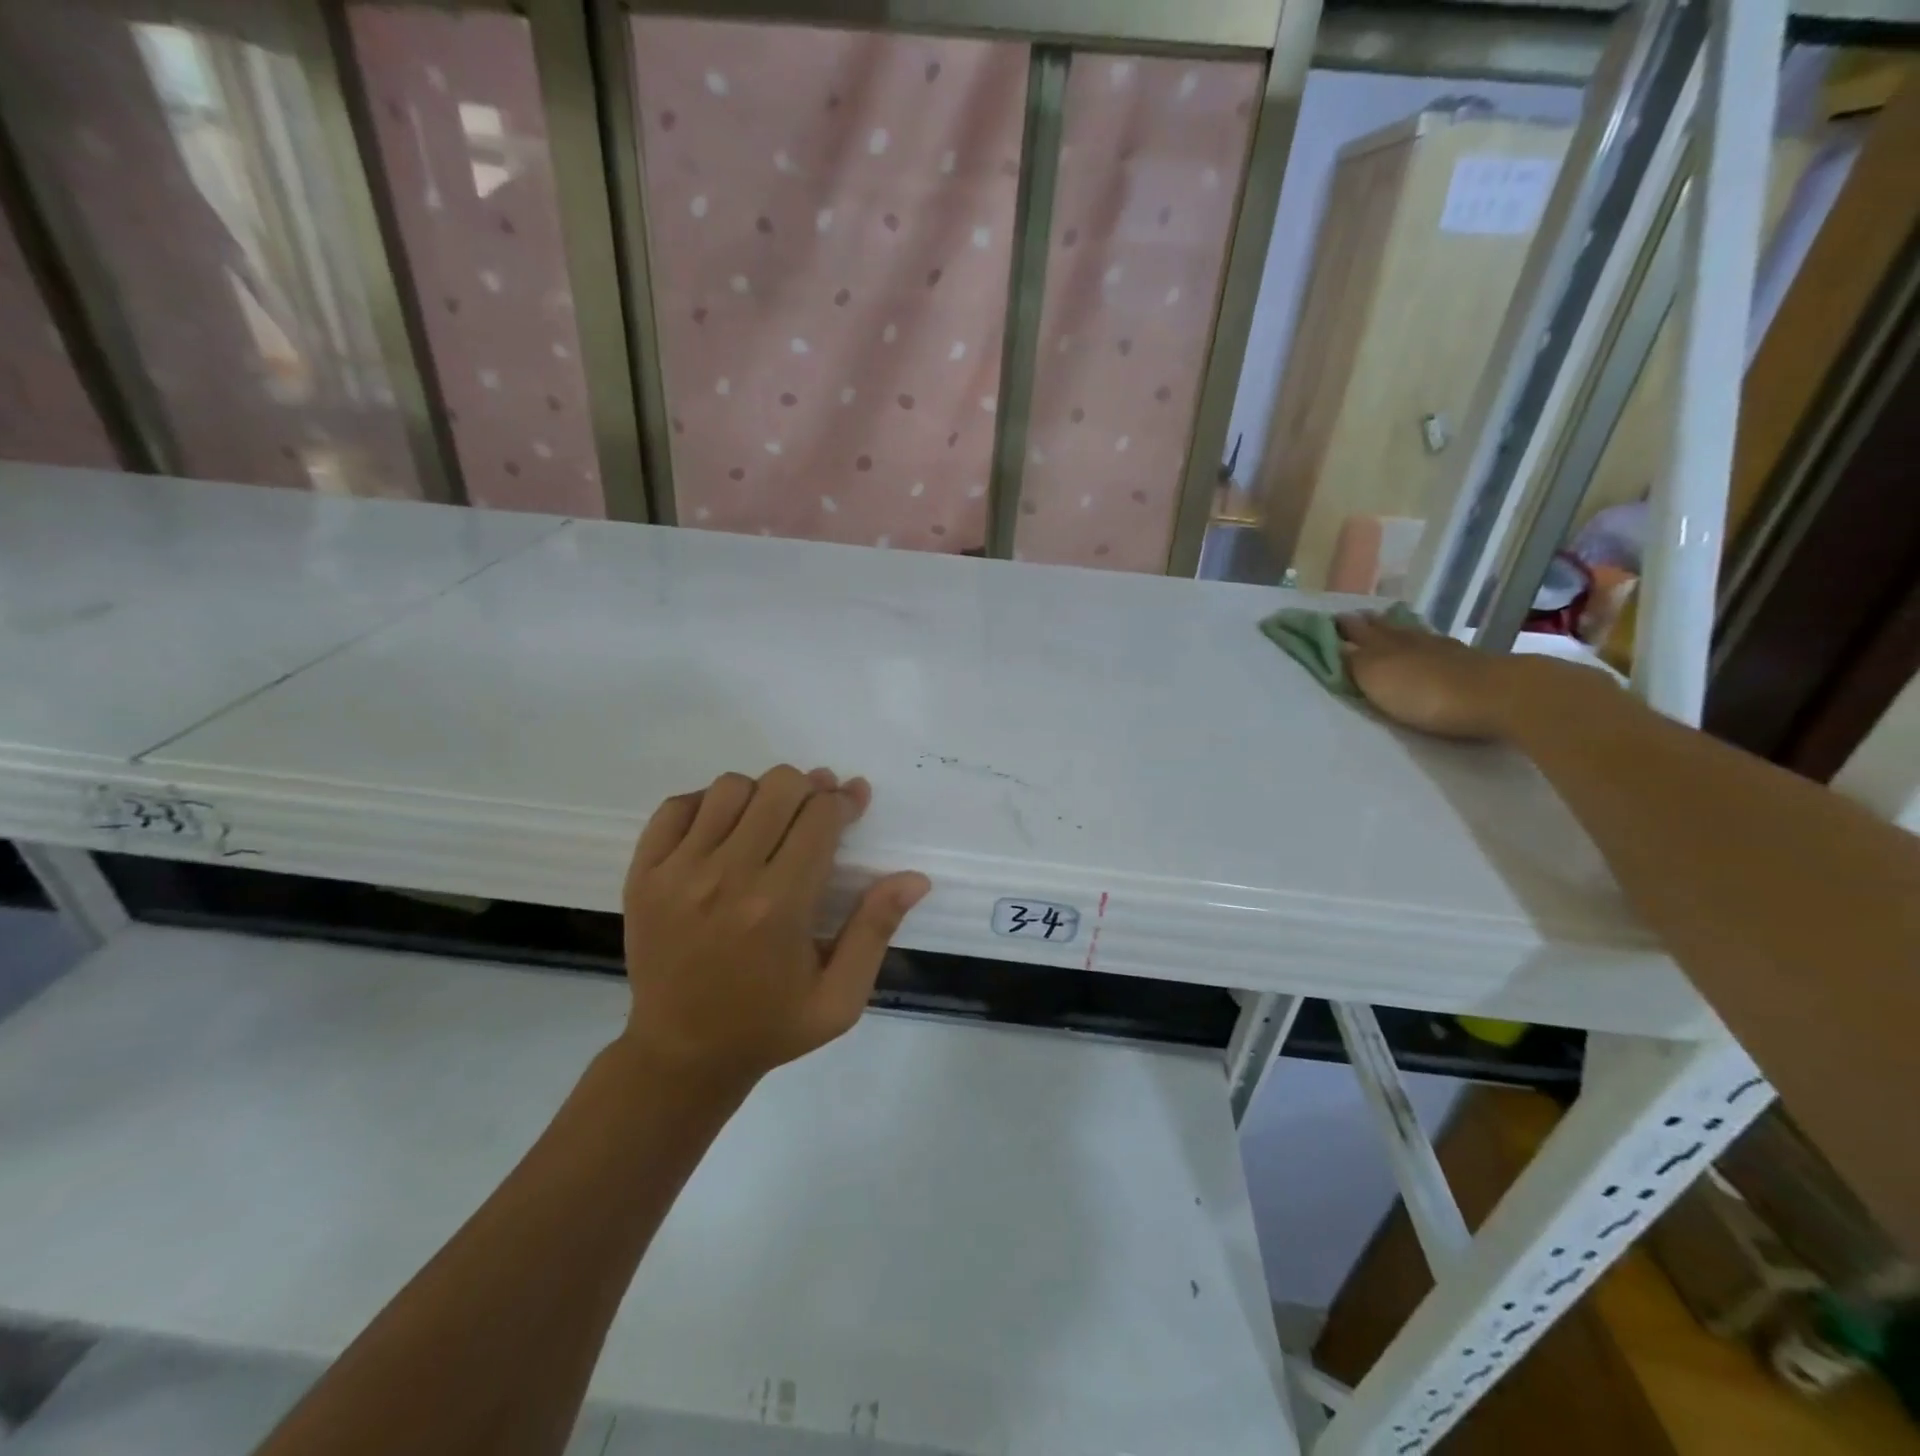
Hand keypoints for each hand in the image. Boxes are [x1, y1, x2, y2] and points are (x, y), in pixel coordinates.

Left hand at [618, 766, 929, 1084]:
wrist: (680, 1055)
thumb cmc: (769, 1026)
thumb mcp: (839, 998)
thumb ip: (875, 931)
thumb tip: (915, 879)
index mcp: (779, 907)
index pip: (820, 817)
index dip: (844, 800)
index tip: (854, 801)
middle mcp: (726, 878)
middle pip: (779, 788)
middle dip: (810, 789)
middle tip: (818, 809)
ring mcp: (677, 872)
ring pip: (730, 788)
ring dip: (761, 794)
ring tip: (772, 820)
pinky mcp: (643, 874)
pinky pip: (676, 807)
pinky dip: (707, 803)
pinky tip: (725, 827)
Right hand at [1338, 612, 1537, 740]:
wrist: (1500, 697)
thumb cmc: (1426, 692)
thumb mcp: (1376, 677)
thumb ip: (1352, 660)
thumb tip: (1331, 641)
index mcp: (1384, 645)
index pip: (1357, 632)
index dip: (1342, 627)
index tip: (1328, 619)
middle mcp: (1412, 641)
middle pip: (1385, 629)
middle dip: (1368, 624)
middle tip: (1354, 617)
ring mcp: (1444, 651)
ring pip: (1413, 635)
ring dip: (1397, 630)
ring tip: (1387, 625)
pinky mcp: (1471, 664)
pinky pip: (1438, 647)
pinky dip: (1426, 644)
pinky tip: (1429, 644)